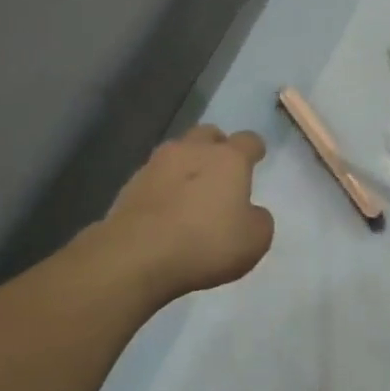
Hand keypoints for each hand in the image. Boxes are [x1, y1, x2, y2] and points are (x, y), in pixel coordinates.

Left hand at [104, 126, 274, 301]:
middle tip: (221, 171)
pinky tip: (165, 210)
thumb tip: (251, 212)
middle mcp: (192, 150)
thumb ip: (259, 219)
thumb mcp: (254, 240)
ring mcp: (157, 164)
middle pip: (208, 135)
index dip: (254, 149)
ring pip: (178, 152)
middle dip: (216, 147)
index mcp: (228, 159)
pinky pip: (155, 177)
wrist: (137, 255)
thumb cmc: (206, 243)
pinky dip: (164, 187)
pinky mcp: (131, 184)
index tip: (256, 158)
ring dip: (187, 165)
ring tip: (190, 192)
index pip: (248, 140)